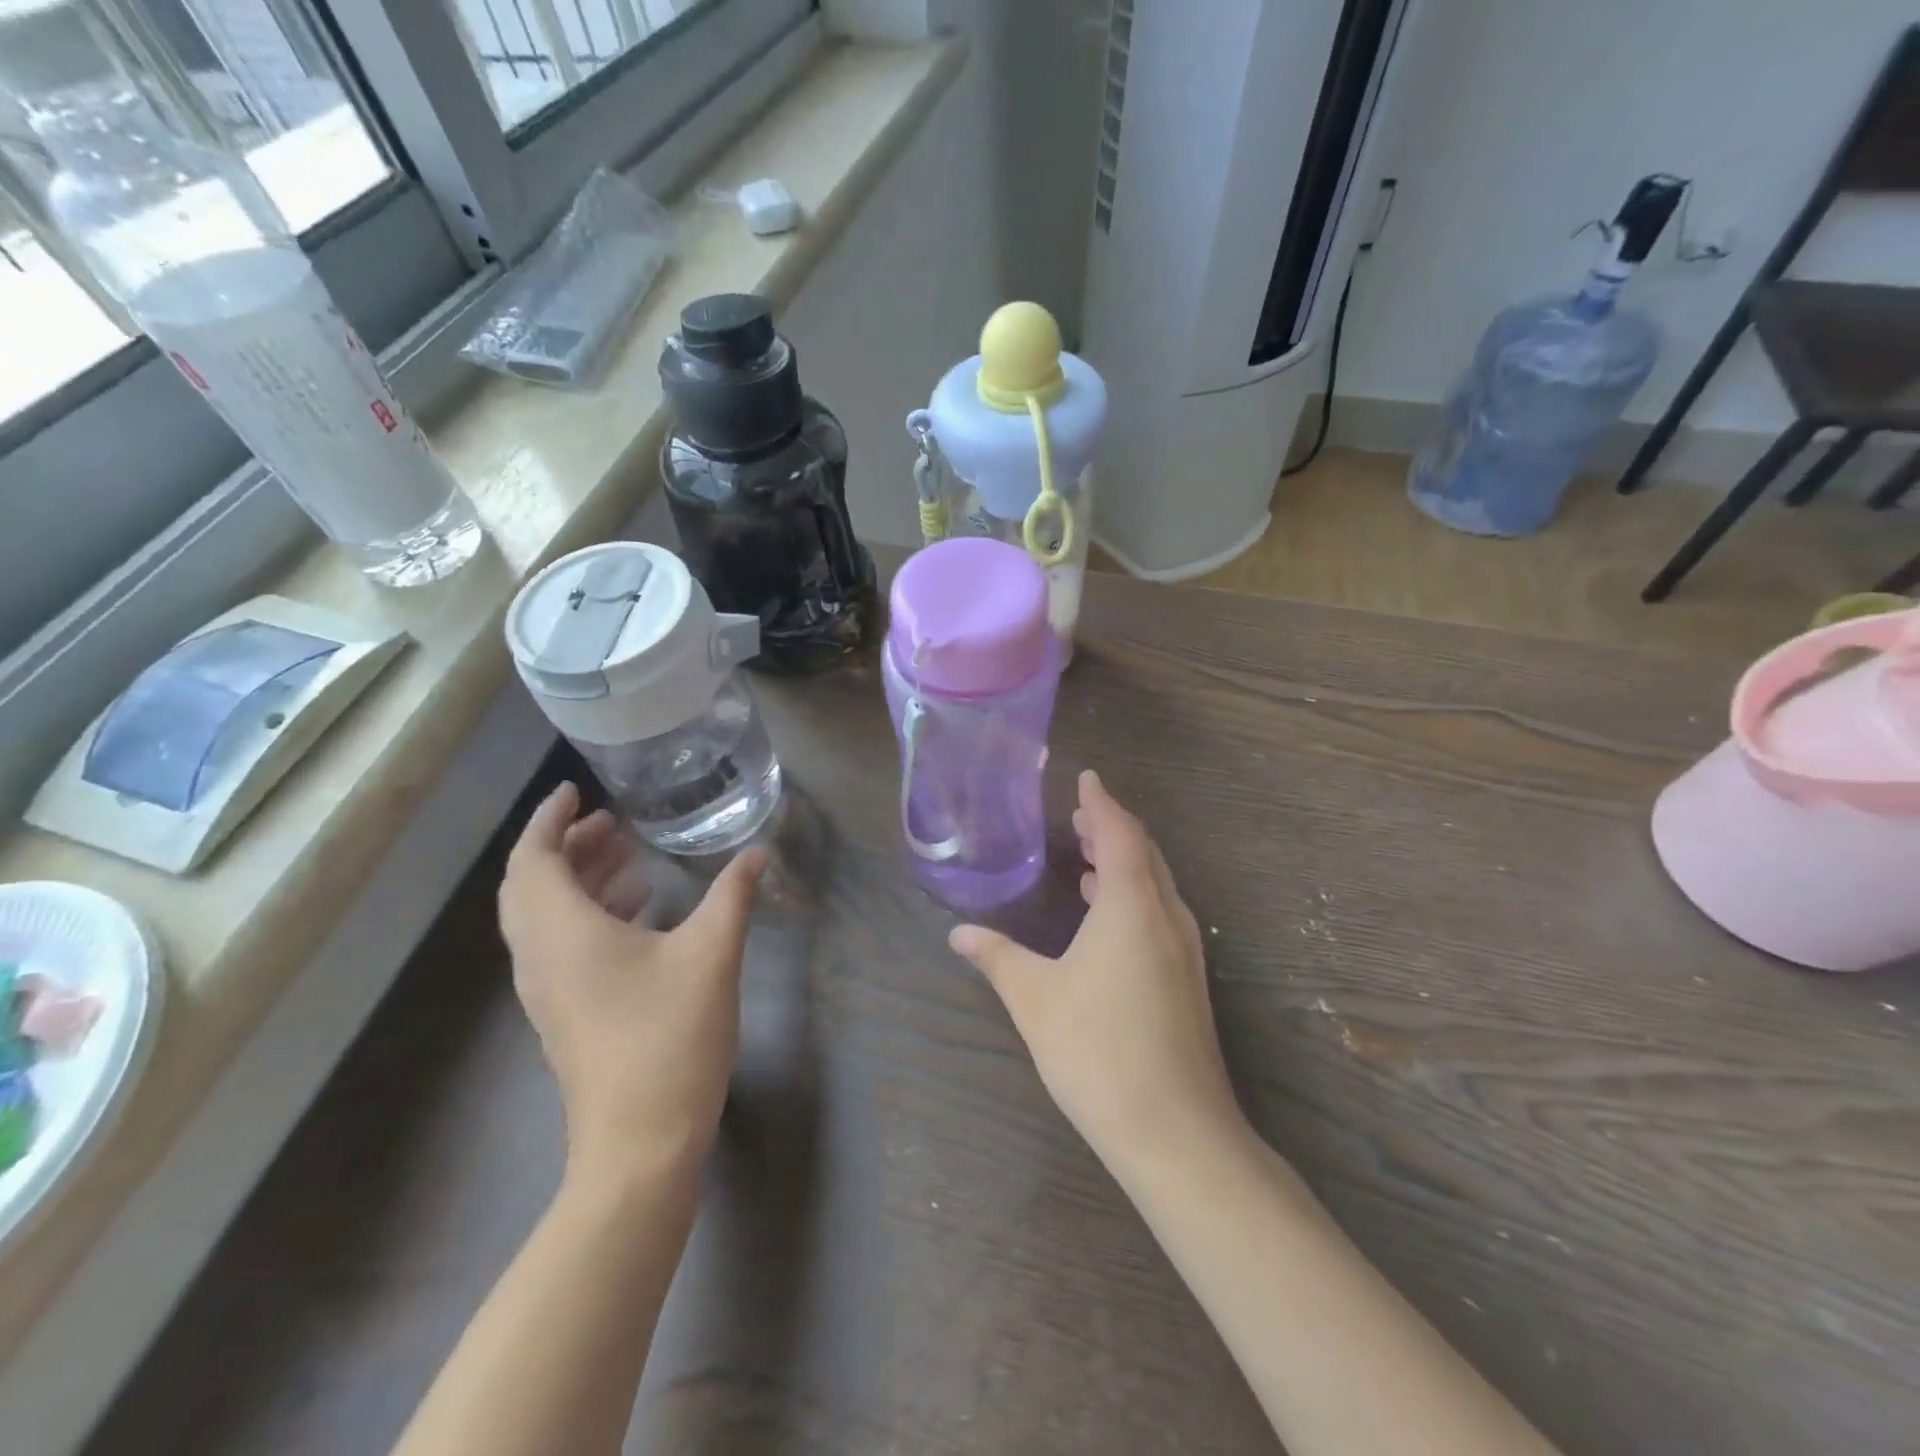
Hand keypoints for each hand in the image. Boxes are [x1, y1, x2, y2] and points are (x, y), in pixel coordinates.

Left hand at [499, 782, 765, 1180]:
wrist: (638, 1145)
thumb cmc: (670, 1038)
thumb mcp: (712, 955)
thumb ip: (733, 895)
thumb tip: (757, 852)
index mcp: (563, 934)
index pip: (534, 859)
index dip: (550, 819)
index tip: (576, 791)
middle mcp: (541, 958)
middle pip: (530, 886)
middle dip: (566, 846)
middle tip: (612, 823)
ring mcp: (547, 992)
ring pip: (543, 918)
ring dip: (576, 879)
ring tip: (627, 857)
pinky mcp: (563, 1015)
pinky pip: (558, 945)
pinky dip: (586, 914)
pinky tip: (637, 913)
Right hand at [949, 770, 1243, 1168]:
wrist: (1176, 1132)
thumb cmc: (1098, 1051)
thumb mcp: (1034, 999)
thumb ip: (996, 958)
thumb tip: (958, 933)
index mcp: (1131, 905)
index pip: (1120, 833)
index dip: (1101, 802)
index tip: (1086, 778)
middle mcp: (1166, 916)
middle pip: (1144, 853)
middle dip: (1113, 828)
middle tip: (1081, 814)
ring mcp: (1184, 950)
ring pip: (1156, 884)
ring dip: (1124, 861)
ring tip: (1089, 855)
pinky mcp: (1187, 980)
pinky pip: (1160, 912)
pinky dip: (1134, 894)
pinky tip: (1107, 915)